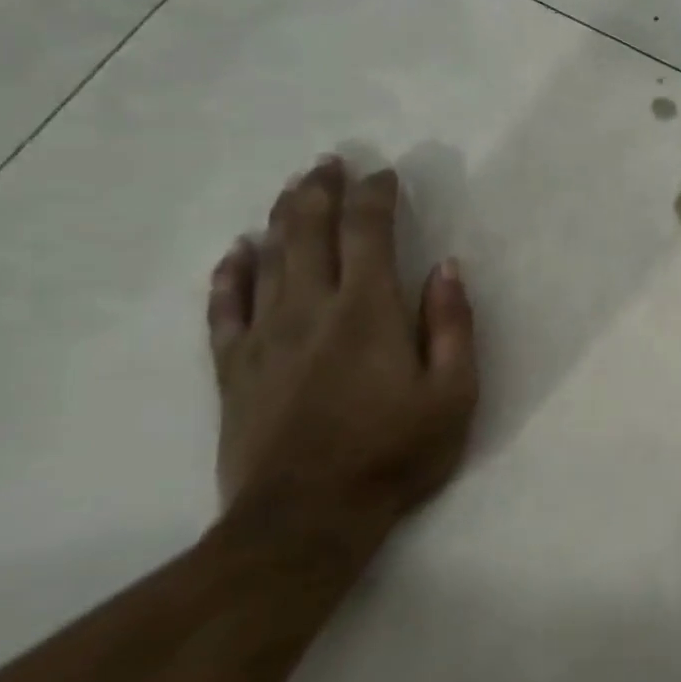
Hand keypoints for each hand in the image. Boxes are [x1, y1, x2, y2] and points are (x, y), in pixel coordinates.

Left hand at [206, 156, 479, 554]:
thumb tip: (446, 267)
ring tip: (294, 189)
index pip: (369, 232)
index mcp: (368, 311)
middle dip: (321, 191)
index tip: (385, 174)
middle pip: (309, 232)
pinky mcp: (234, 369)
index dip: (376, 196)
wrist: (306, 519)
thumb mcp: (454, 393)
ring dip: (282, 217)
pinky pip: (225, 308)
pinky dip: (231, 274)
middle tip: (329, 162)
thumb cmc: (395, 452)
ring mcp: (264, 338)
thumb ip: (452, 325)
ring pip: (269, 259)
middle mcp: (311, 309)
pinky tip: (237, 252)